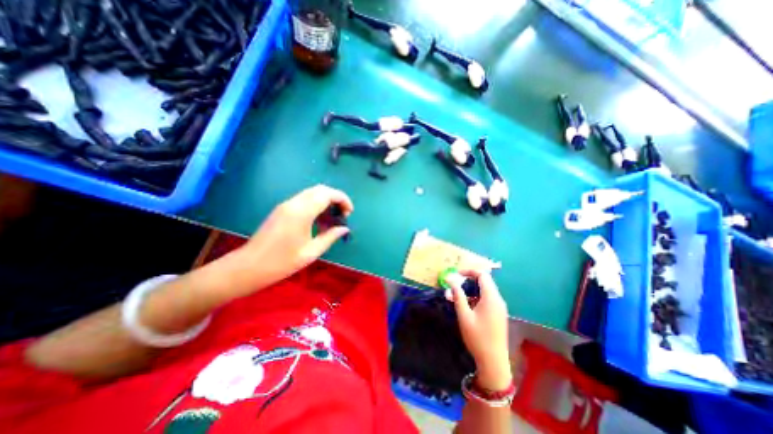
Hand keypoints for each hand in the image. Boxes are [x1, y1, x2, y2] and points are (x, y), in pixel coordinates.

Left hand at [227, 184, 352, 292]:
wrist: (249, 267)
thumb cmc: (281, 262)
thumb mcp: (311, 252)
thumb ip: (330, 237)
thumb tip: (345, 228)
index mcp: (301, 212)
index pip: (327, 194)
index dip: (343, 199)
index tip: (349, 212)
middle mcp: (293, 203)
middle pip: (320, 189)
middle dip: (336, 198)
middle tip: (342, 214)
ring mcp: (286, 205)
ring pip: (312, 193)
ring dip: (326, 201)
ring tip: (332, 219)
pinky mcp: (282, 209)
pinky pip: (304, 200)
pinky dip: (316, 205)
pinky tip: (319, 221)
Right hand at [447, 272, 510, 389]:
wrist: (494, 362)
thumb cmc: (477, 337)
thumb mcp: (464, 315)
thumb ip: (458, 295)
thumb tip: (450, 279)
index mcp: (491, 297)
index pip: (482, 275)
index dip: (469, 271)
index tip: (456, 274)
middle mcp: (498, 300)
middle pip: (484, 281)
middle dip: (468, 280)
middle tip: (454, 285)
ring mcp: (499, 308)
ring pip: (485, 291)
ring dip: (470, 290)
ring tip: (455, 296)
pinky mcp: (498, 315)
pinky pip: (487, 299)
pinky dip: (475, 298)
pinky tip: (465, 306)